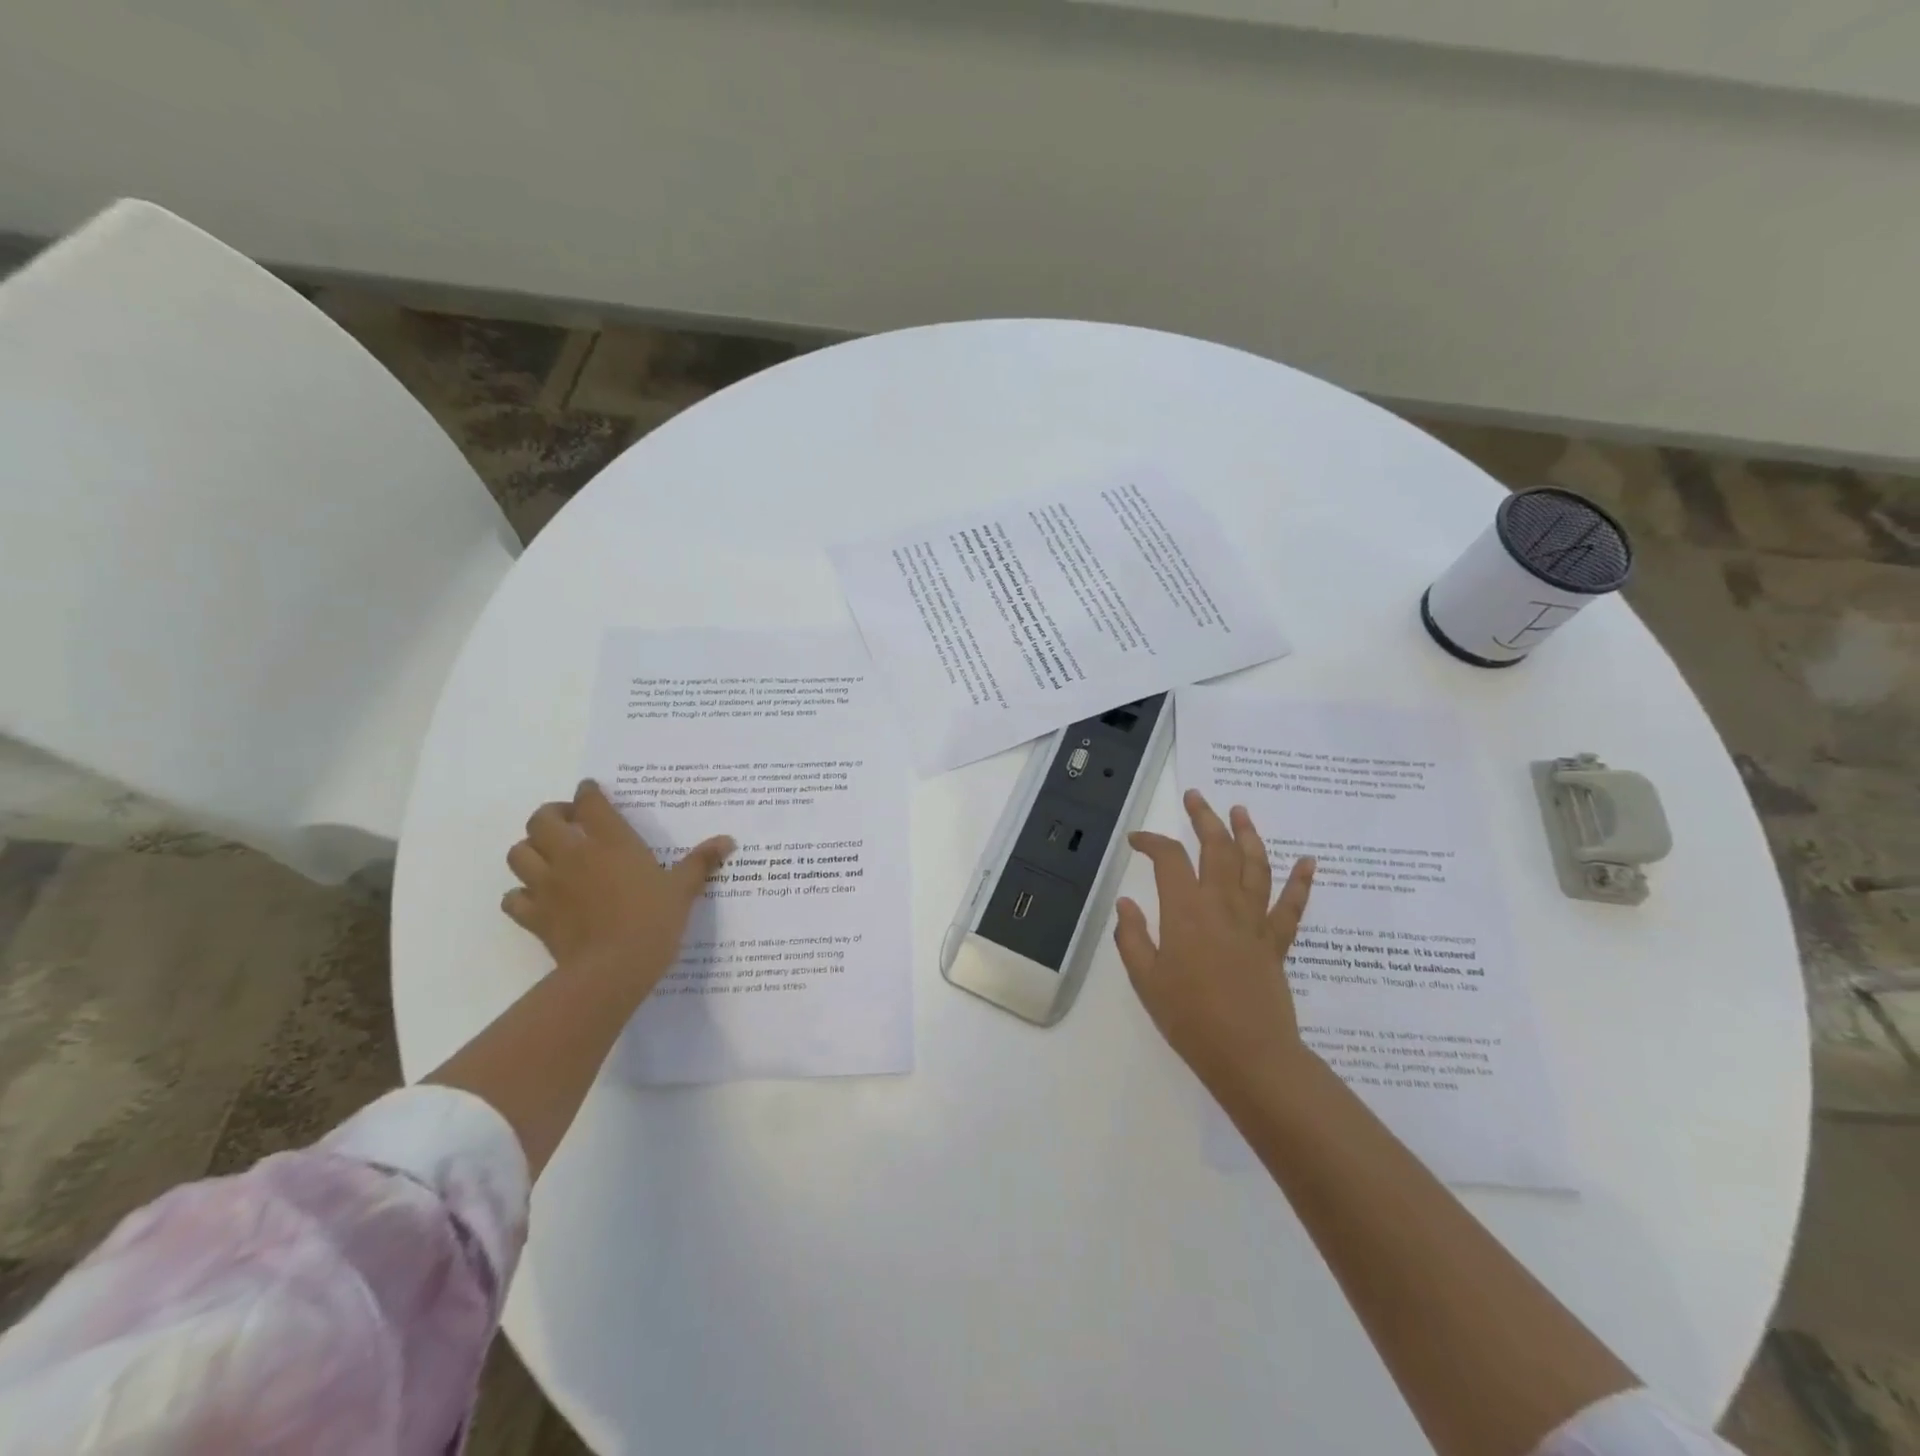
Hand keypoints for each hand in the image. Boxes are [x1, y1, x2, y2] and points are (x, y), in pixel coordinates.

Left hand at [503, 779, 733, 997]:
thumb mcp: (683, 889)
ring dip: (530, 849)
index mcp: (611, 842)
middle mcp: (573, 855)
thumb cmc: (653, 921)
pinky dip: (520, 894)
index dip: (587, 792)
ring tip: (548, 855)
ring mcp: (548, 885)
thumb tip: (728, 840)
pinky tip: (537, 898)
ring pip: (518, 853)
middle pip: (541, 819)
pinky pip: (513, 898)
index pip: (590, 803)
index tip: (590, 792)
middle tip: (568, 822)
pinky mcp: (534, 915)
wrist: (613, 968)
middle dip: (551, 815)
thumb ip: (701, 862)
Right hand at [1115, 789, 1315, 1098]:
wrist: (1248, 1054)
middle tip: (1195, 797)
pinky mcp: (1276, 942)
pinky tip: (1309, 861)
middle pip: (1216, 849)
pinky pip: (1292, 906)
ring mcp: (1254, 921)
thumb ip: (1132, 936)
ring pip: (1254, 866)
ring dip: (1248, 834)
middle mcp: (1222, 905)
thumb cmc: (1188, 1017)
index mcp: (1186, 911)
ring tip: (1240, 811)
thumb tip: (1127, 903)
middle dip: (1204, 818)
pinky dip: (1302, 882)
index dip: (1152, 842)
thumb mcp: (1145, 978)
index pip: (1169, 859)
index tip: (1137, 841)